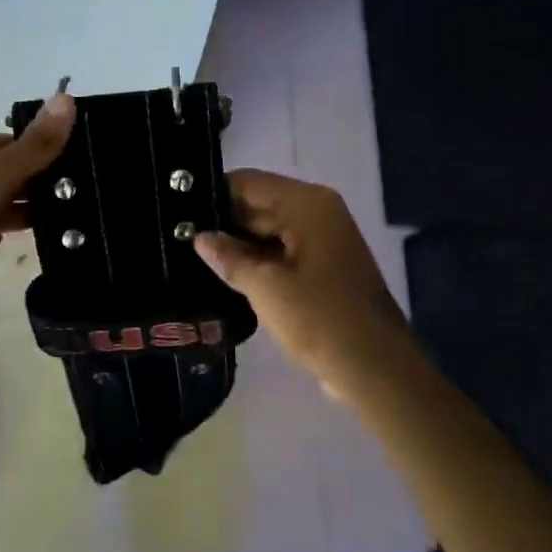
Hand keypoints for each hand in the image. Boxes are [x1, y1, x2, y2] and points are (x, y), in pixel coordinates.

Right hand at [195, 169, 411, 401]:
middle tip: (176, 239)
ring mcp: (322, 240)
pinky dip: (256, 261)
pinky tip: (224, 276)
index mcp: (307, 204)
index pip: (248, 182)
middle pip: (257, 204)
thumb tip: (200, 237)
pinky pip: (280, 252)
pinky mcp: (321, 267)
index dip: (212, 196)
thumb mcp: (266, 287)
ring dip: (236, 245)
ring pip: (266, 230)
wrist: (375, 369)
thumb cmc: (320, 319)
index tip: (176, 214)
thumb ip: (229, 257)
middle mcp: (317, 212)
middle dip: (222, 222)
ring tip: (191, 258)